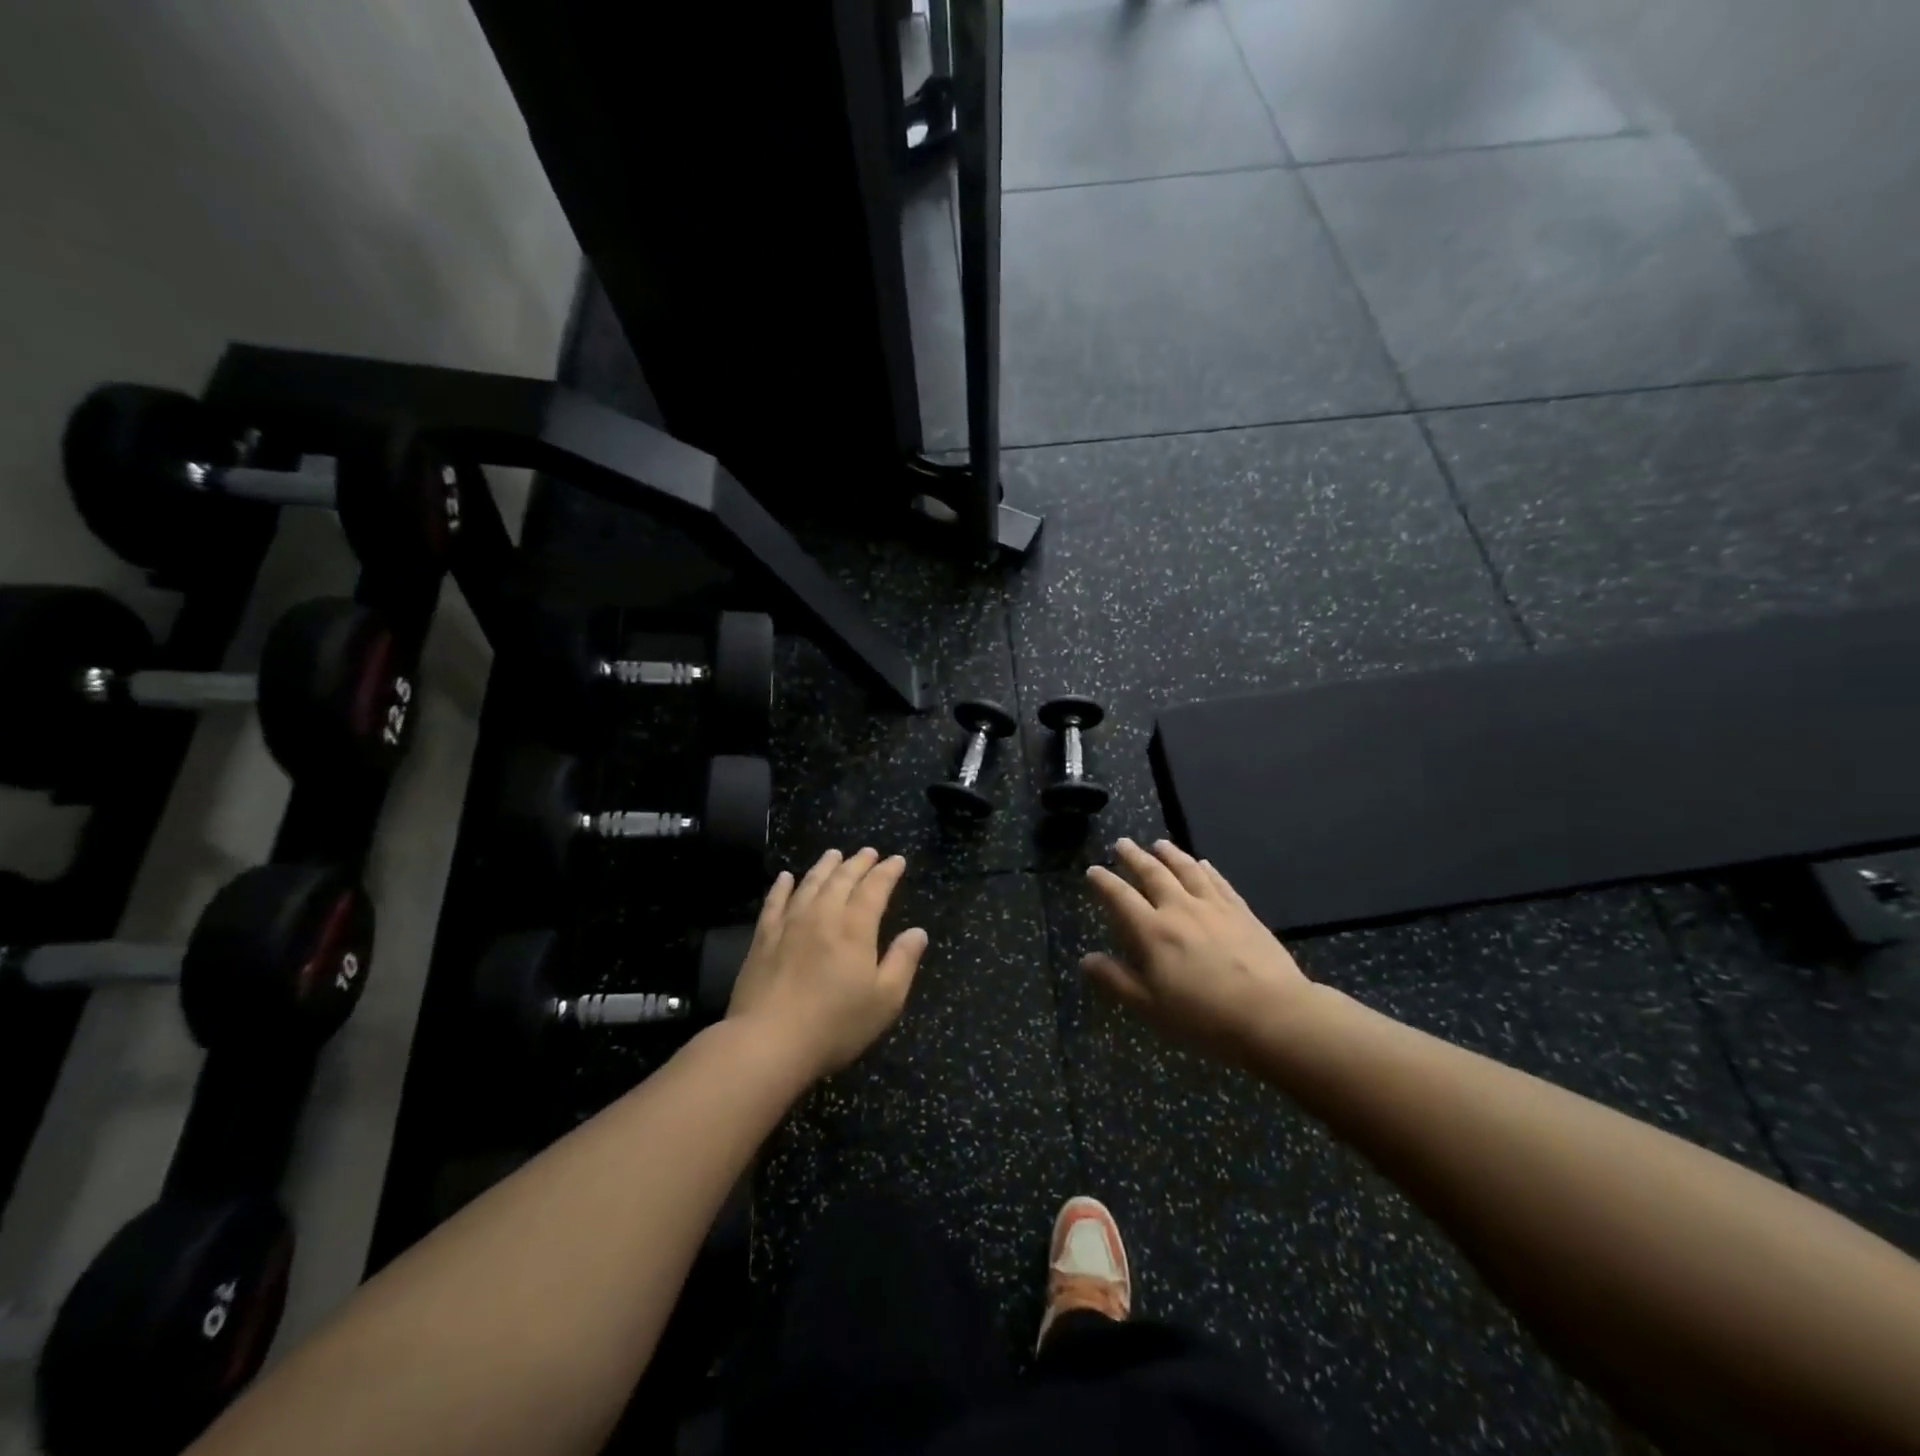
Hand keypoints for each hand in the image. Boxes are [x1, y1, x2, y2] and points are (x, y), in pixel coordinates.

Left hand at [726, 848, 928, 1078]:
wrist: (768, 1042)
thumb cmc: (835, 1025)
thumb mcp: (885, 1000)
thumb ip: (903, 961)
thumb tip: (918, 932)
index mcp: (855, 928)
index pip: (875, 889)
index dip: (887, 872)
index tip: (897, 860)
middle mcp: (823, 915)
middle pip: (842, 879)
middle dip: (858, 863)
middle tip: (868, 852)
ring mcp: (789, 924)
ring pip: (810, 883)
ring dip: (824, 866)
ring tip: (834, 854)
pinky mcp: (762, 938)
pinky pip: (774, 902)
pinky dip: (782, 886)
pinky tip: (785, 877)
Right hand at [1082, 839, 1313, 1062]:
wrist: (1272, 1015)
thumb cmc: (1204, 1018)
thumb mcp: (1150, 1007)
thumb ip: (1116, 980)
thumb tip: (1086, 959)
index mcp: (1153, 932)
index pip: (1121, 897)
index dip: (1104, 882)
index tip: (1093, 870)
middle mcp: (1180, 909)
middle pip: (1153, 874)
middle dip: (1134, 857)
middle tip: (1122, 843)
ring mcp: (1214, 907)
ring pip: (1187, 870)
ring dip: (1170, 854)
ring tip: (1159, 843)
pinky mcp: (1242, 912)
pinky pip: (1219, 882)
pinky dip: (1207, 869)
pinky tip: (1203, 863)